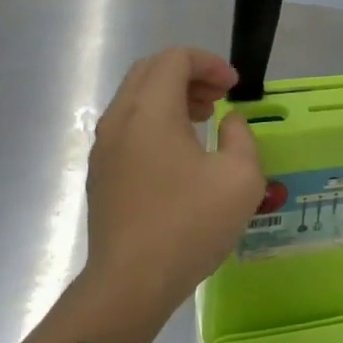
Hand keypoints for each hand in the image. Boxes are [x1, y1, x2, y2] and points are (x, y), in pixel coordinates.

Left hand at [83, 49, 264, 317]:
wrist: (130, 283)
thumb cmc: (189, 225)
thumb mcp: (240, 178)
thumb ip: (241, 137)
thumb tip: (229, 122)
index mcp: (150, 110)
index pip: (175, 58)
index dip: (209, 63)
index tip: (234, 87)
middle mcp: (120, 118)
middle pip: (151, 70)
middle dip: (188, 74)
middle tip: (218, 97)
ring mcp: (104, 147)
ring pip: (136, 97)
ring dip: (170, 96)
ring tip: (202, 120)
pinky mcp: (101, 172)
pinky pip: (127, 125)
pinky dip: (154, 120)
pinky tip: (179, 153)